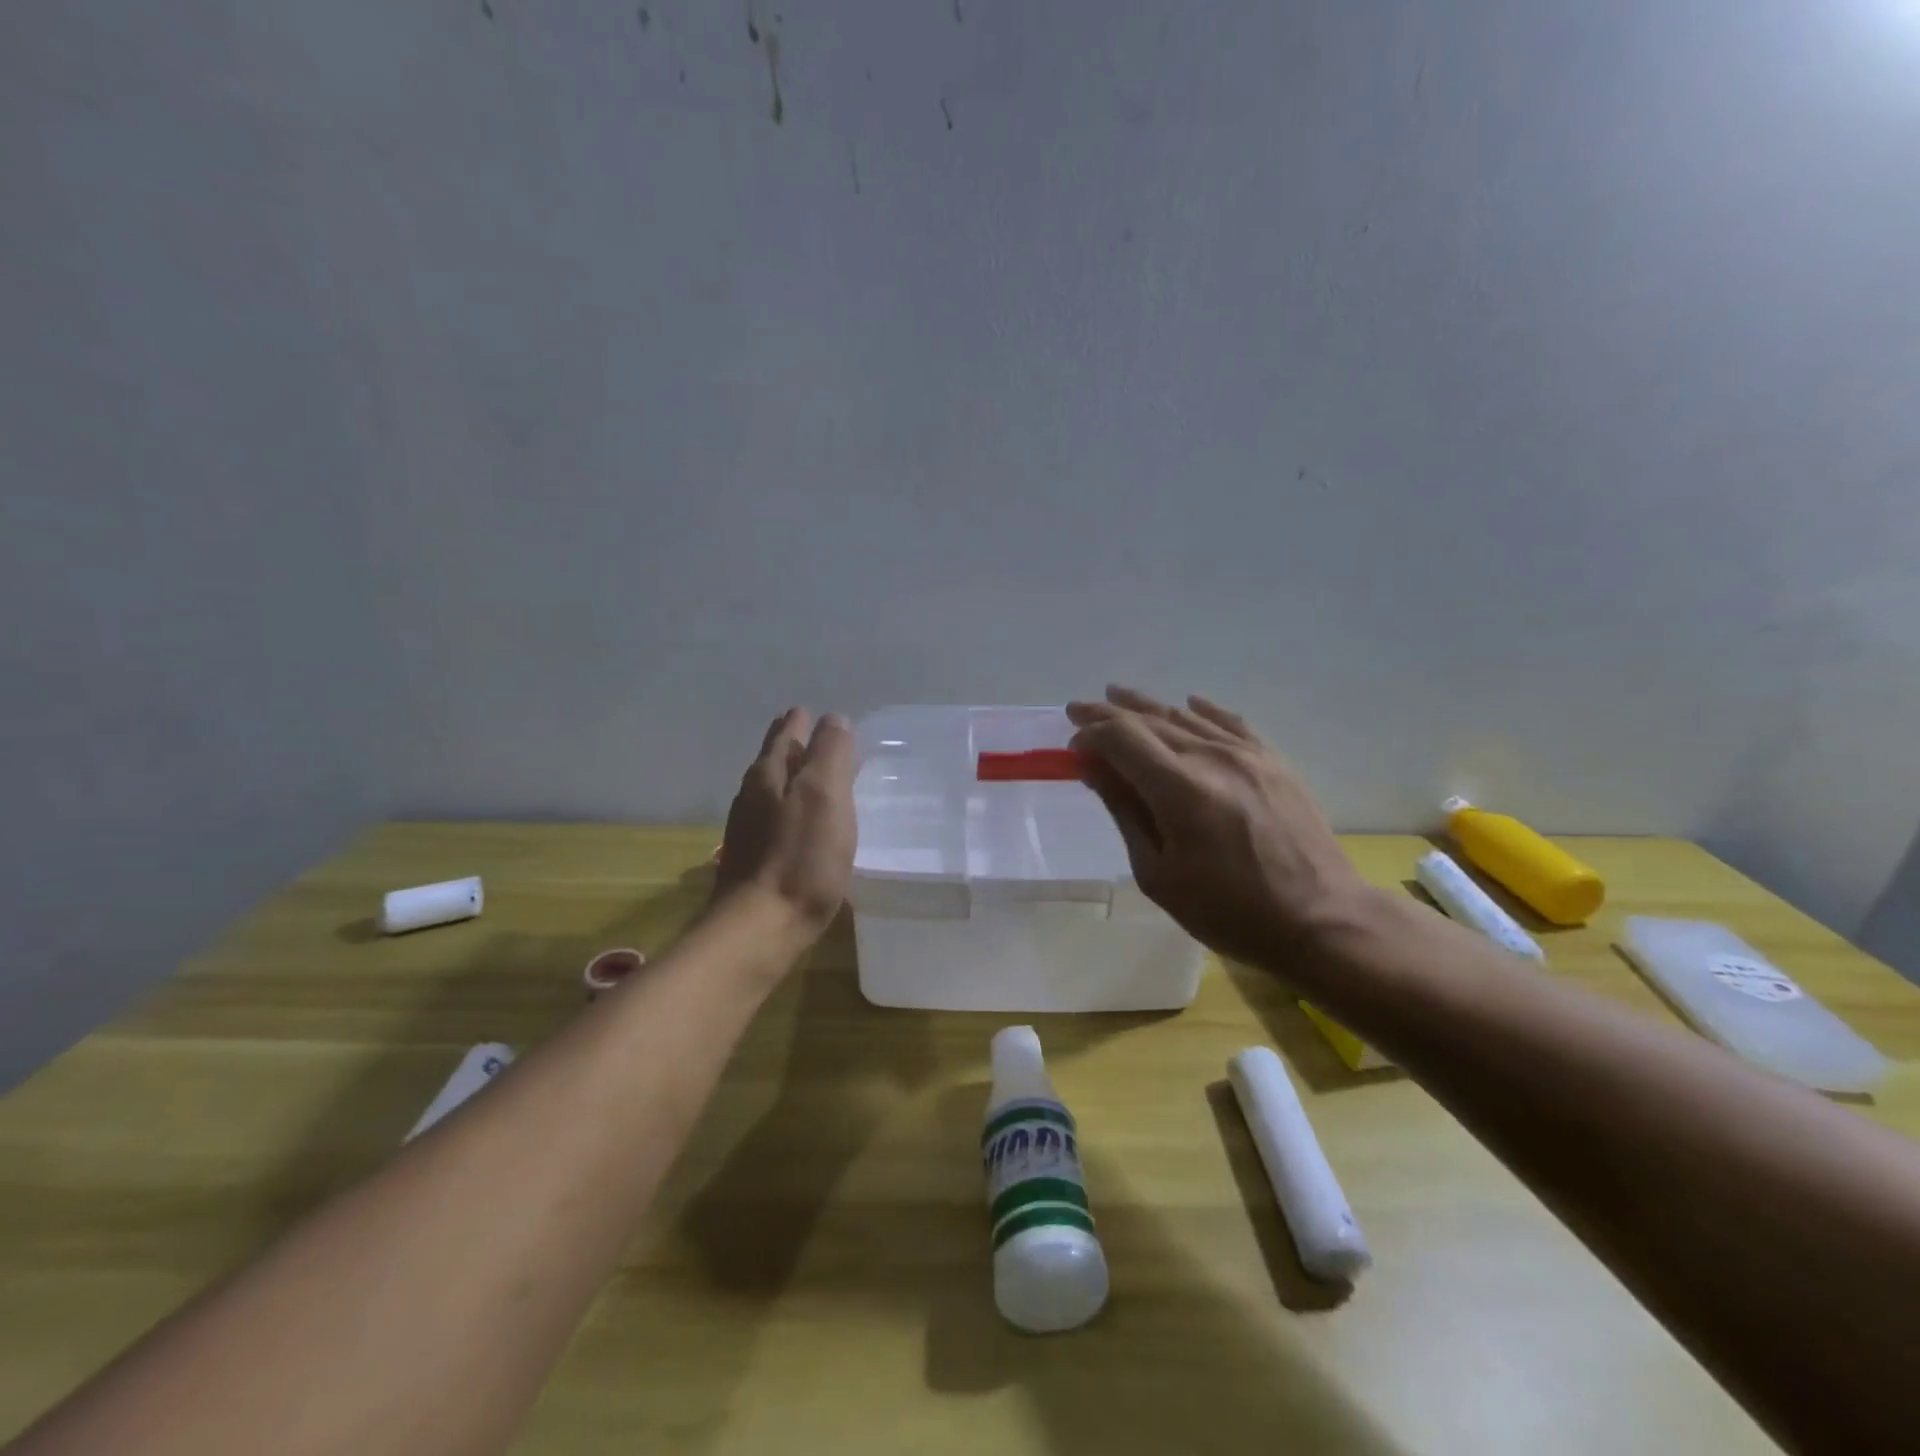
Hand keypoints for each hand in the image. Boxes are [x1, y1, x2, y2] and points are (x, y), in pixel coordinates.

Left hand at [714, 708, 857, 939]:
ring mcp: (747, 830)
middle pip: (771, 760)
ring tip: (805, 774)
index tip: (806, 711)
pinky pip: (771, 820)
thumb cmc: (801, 857)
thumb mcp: (825, 795)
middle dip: (787, 745)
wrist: (761, 927)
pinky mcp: (752, 861)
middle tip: (801, 731)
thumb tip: (833, 718)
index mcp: (769, 775)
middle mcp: (751, 797)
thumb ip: (830, 753)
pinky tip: (796, 823)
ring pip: (768, 790)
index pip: (785, 736)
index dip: (798, 723)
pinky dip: (786, 809)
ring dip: (786, 777)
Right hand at [1067, 686, 1371, 968]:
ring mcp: (1248, 755)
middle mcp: (1212, 757)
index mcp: (1179, 788)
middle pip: (1150, 720)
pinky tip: (1188, 704)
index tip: (1072, 747)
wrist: (1321, 920)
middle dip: (1109, 713)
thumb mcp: (1159, 874)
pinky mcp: (1273, 761)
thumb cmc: (1229, 911)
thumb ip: (1126, 812)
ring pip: (1187, 716)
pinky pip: (1230, 722)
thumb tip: (1095, 768)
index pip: (1122, 737)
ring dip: (1148, 706)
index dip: (1091, 735)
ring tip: (1118, 696)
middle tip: (1079, 709)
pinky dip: (1203, 710)